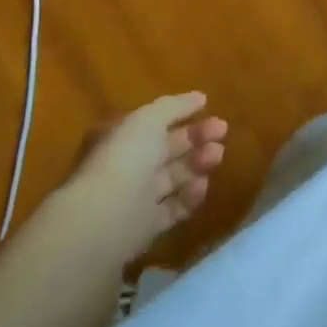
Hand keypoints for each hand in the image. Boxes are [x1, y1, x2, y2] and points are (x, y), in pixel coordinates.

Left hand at [60, 92, 229, 260]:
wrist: (103, 220)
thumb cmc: (124, 160)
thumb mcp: (147, 120)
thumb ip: (174, 106)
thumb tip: (200, 98)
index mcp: (122, 141)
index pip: (157, 126)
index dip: (186, 118)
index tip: (215, 115)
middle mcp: (128, 169)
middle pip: (168, 151)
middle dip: (197, 140)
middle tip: (222, 134)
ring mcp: (136, 199)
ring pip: (174, 178)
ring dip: (198, 165)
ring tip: (215, 158)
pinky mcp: (146, 227)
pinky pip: (174, 208)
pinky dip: (191, 197)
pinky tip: (202, 186)